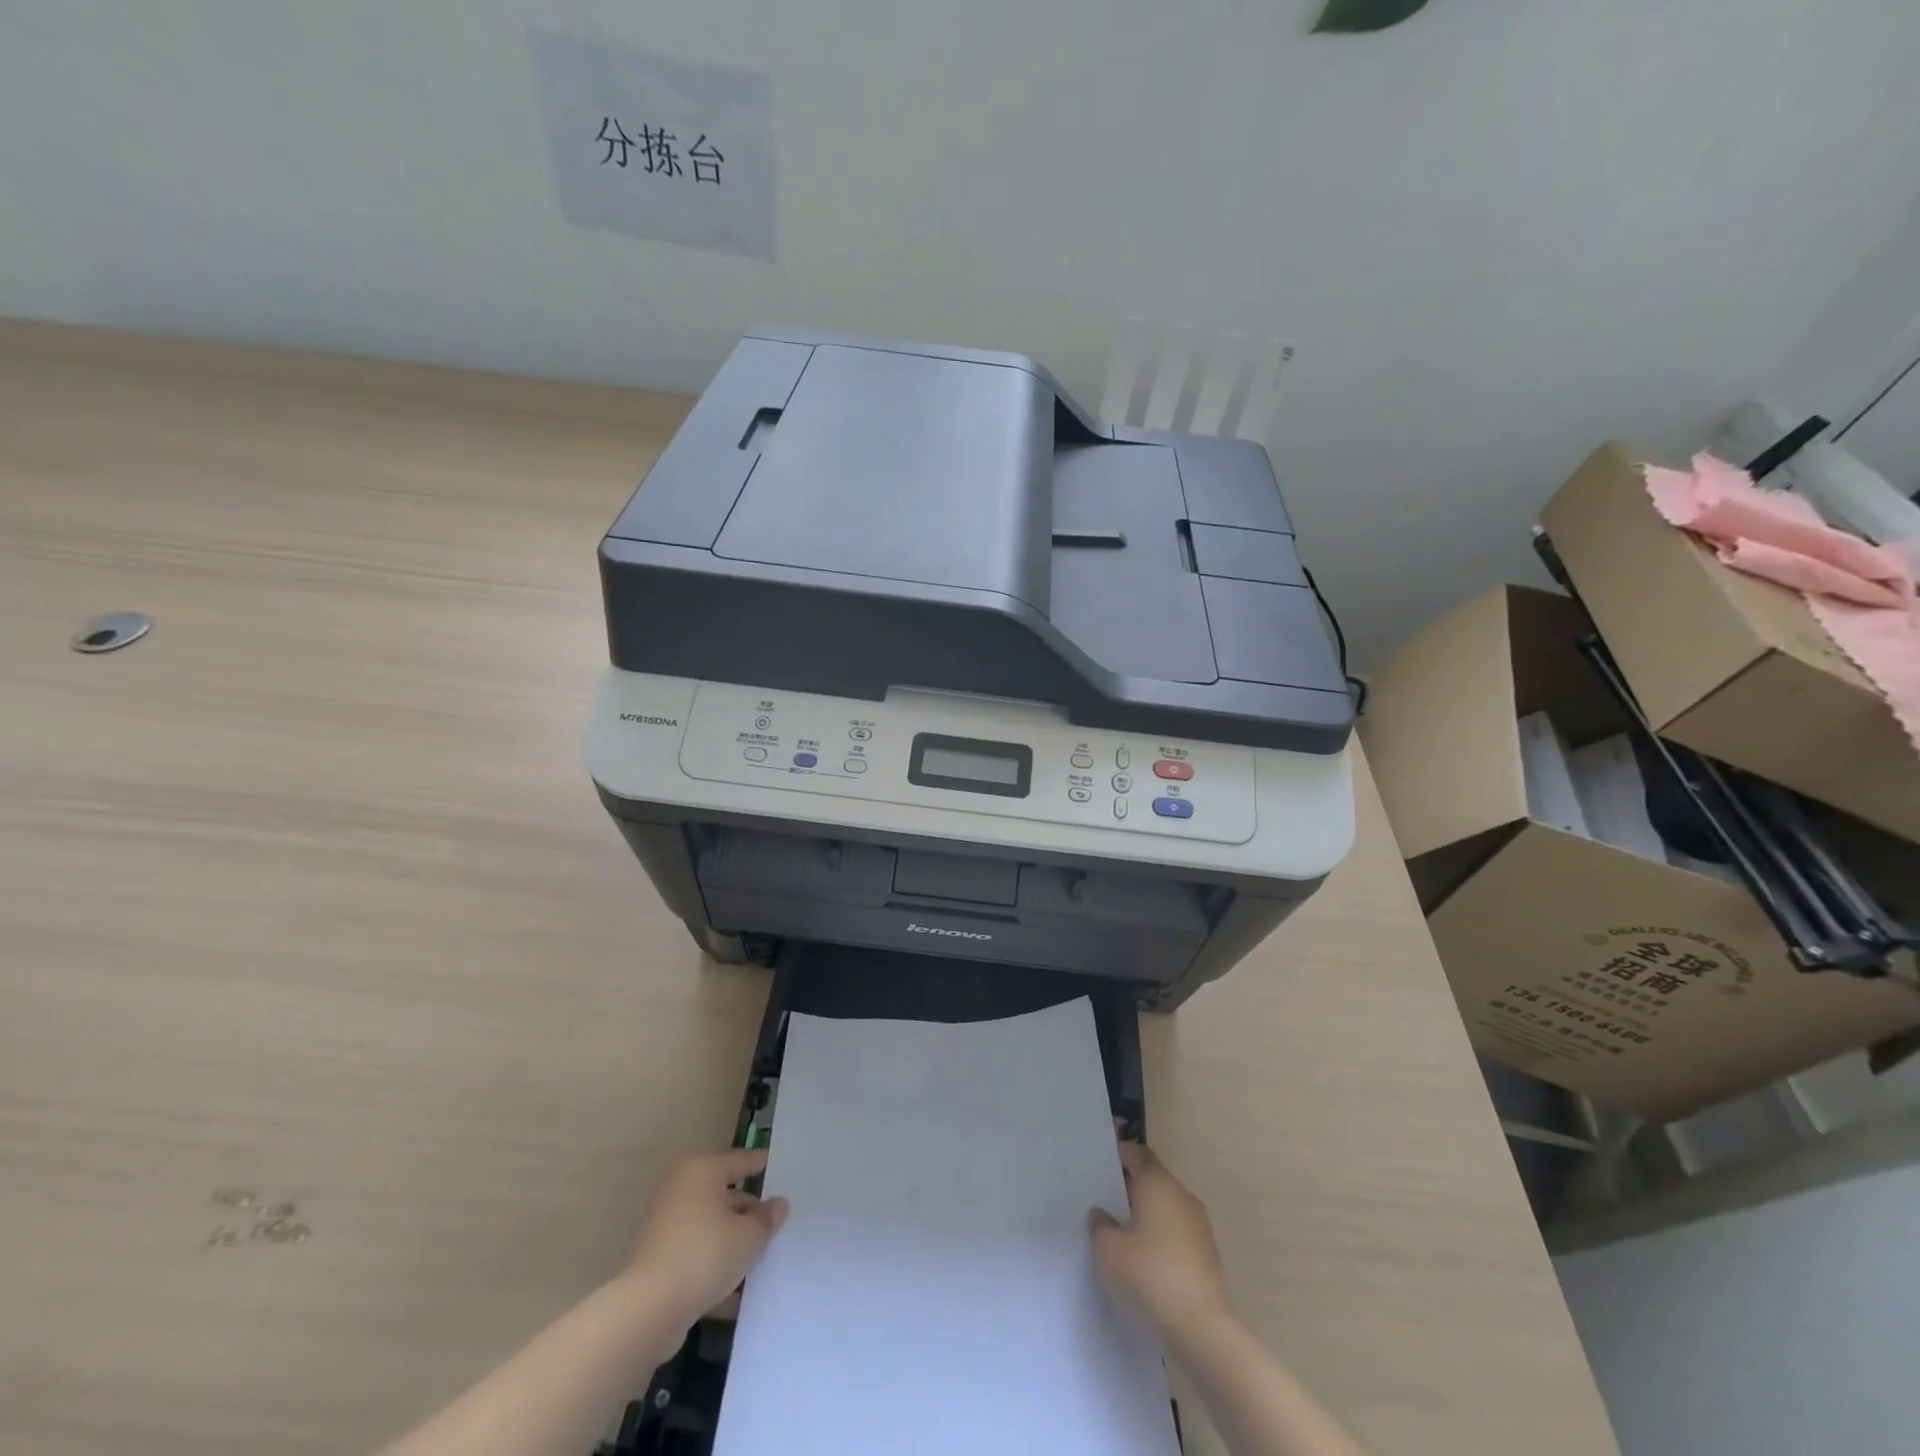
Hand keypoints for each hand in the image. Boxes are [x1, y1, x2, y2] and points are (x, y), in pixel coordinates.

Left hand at [624, 1148, 788, 1328]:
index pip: (740, 1161)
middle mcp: (680, 1188)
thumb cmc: (705, 1255)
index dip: (761, 1165)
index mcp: (702, 1170)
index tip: (779, 1168)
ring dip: (732, 1239)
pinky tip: (735, 1289)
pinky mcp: (656, 1257)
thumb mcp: (750, 1236)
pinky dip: (713, 1263)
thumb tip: (777, 1206)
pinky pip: (695, 1252)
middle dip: (748, 1211)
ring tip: (760, 1257)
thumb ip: (767, 1219)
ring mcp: (664, 1223)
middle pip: (724, 1194)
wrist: (648, 1310)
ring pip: (710, 1226)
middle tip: (774, 1223)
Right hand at [1088, 1142, 1229, 1342]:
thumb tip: (1102, 1214)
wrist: (1200, 1328)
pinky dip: (1161, 1237)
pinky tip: (1146, 1262)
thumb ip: (1100, 1225)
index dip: (1119, 1155)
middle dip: (1130, 1188)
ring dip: (1147, 1214)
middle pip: (1152, 1179)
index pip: (1137, 1153)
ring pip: (1166, 1207)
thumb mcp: (1108, 1250)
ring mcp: (1198, 1225)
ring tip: (1123, 1234)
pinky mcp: (1208, 1254)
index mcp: (1157, 1183)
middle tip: (1105, 1202)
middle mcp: (1181, 1195)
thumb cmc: (1149, 1276)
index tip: (1100, 1167)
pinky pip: (1178, 1232)